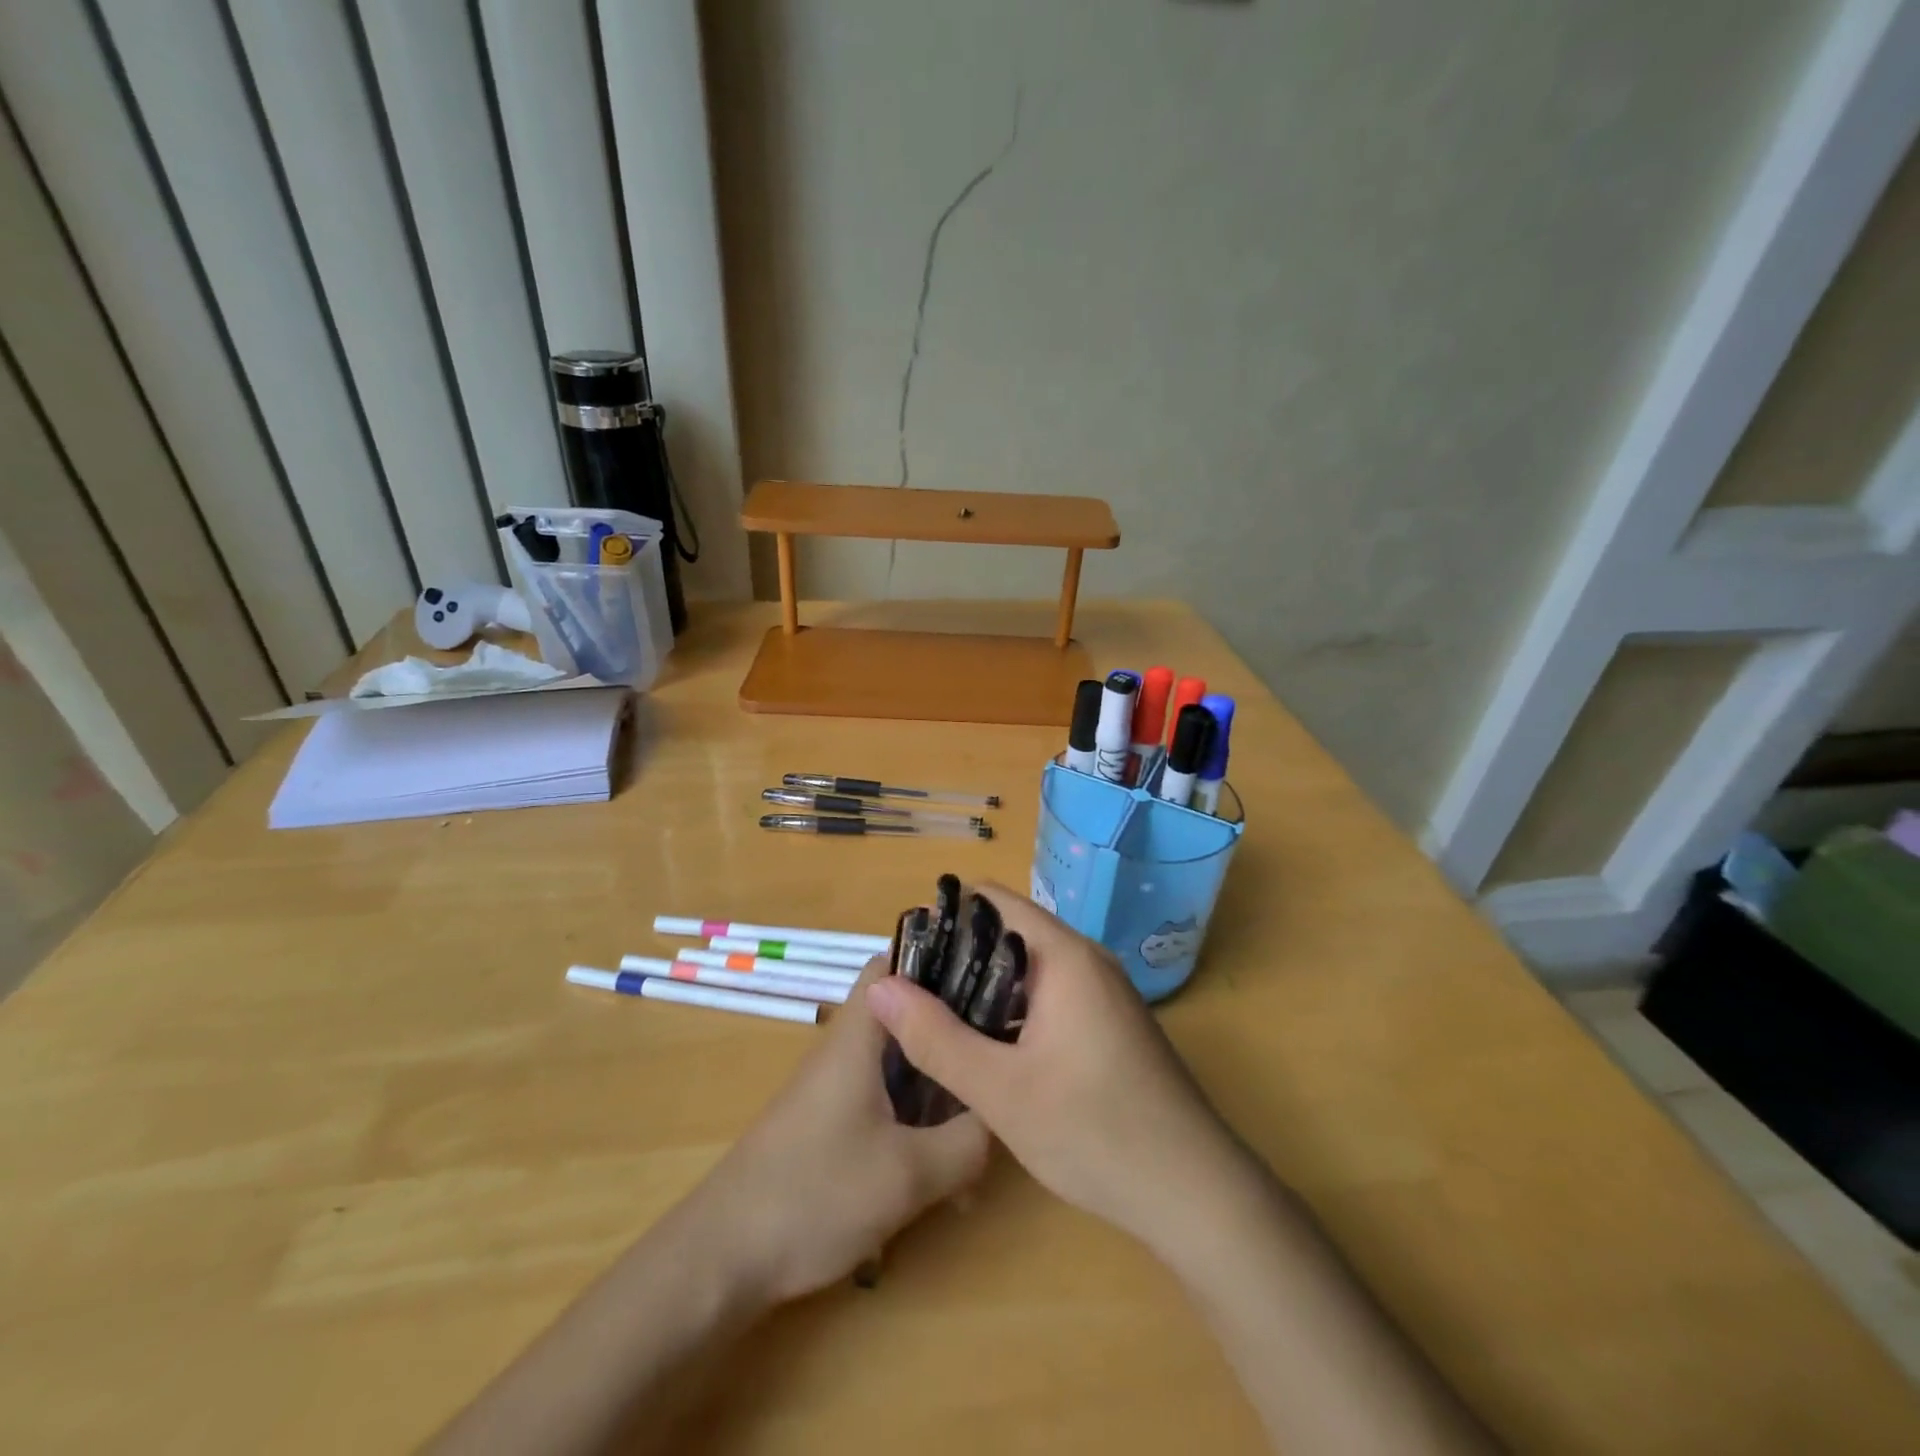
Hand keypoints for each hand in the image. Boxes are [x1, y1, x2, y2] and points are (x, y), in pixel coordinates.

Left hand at [683, 961, 989, 1306]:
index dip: (942, 956)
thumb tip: (1002, 1114)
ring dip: (942, 1086)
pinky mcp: (833, 1123)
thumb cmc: (814, 1195)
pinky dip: (921, 1119)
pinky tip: (949, 1169)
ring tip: (988, 1120)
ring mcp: (838, 1088)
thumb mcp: (908, 1174)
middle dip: (955, 1029)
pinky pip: (889, 1101)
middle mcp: (848, 1050)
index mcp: (859, 1036)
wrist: (721, 1259)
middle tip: (1004, 1051)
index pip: (896, 962)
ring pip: (902, 1064)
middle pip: (908, 1014)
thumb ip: (967, 1141)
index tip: (993, 972)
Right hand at [865, 884, 1246, 1252]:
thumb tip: (880, 986)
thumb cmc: (1095, 1132)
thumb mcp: (1000, 1090)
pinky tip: (984, 1046)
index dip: (946, 916)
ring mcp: (1102, 994)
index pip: (995, 902)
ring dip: (983, 988)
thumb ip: (935, 1037)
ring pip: (1029, 970)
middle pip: (1010, 933)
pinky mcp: (1108, 1026)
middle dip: (958, 956)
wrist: (1195, 1194)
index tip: (906, 948)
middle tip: (910, 991)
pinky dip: (1012, 1010)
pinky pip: (1049, 997)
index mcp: (1066, 956)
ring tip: (933, 1017)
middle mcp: (1087, 961)